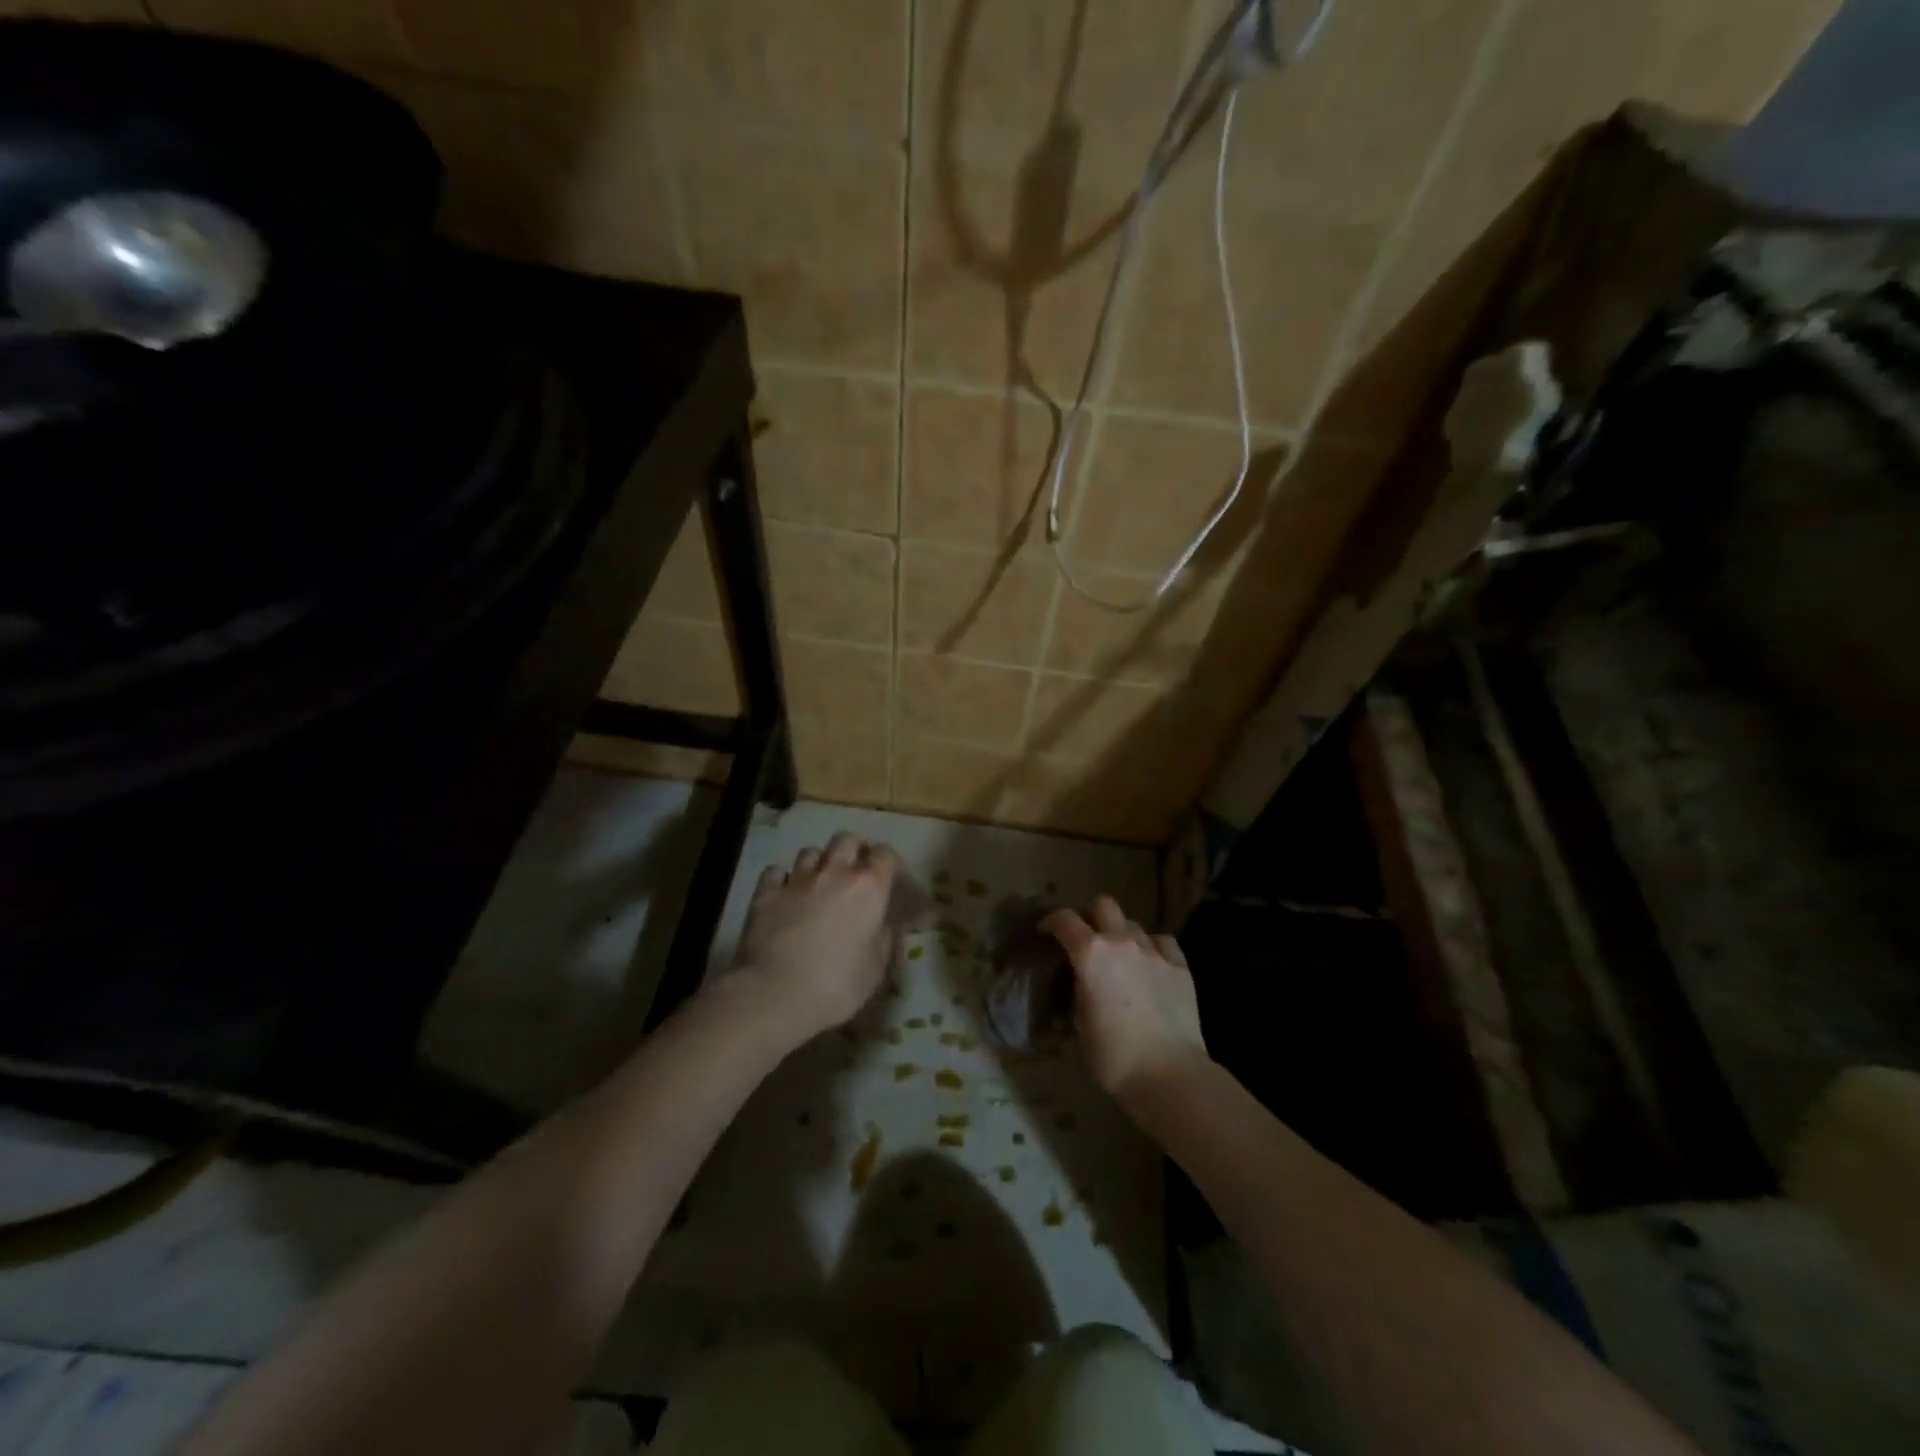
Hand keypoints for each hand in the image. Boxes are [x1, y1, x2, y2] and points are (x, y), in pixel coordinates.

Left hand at [730, 831, 899, 1043]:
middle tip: (853, 873)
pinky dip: (782, 879)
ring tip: (818, 882)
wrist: (776, 993)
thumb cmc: (837, 985)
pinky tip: (784, 893)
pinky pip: (776, 871)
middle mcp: (834, 873)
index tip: (887, 878)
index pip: (885, 855)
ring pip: (811, 851)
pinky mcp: (766, 893)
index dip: (888, 863)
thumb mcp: (876, 967)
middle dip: (853, 850)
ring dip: (818, 863)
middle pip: (846, 840)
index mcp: (869, 888)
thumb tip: (884, 923)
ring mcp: (797, 880)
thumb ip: (884, 937)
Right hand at [1041, 896, 1207, 1105]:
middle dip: (1092, 916)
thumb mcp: (1079, 1025)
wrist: (1169, 1073)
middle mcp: (1121, 942)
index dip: (1050, 921)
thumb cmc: (1113, 1056)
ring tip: (1121, 958)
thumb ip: (1078, 993)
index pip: (1064, 920)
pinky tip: (1151, 965)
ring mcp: (1154, 951)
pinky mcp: (1180, 966)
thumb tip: (1081, 987)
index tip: (1045, 931)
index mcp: (1090, 954)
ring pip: (1133, 924)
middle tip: (1087, 939)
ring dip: (1122, 935)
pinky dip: (1152, 948)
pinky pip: (1162, 942)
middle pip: (1104, 905)